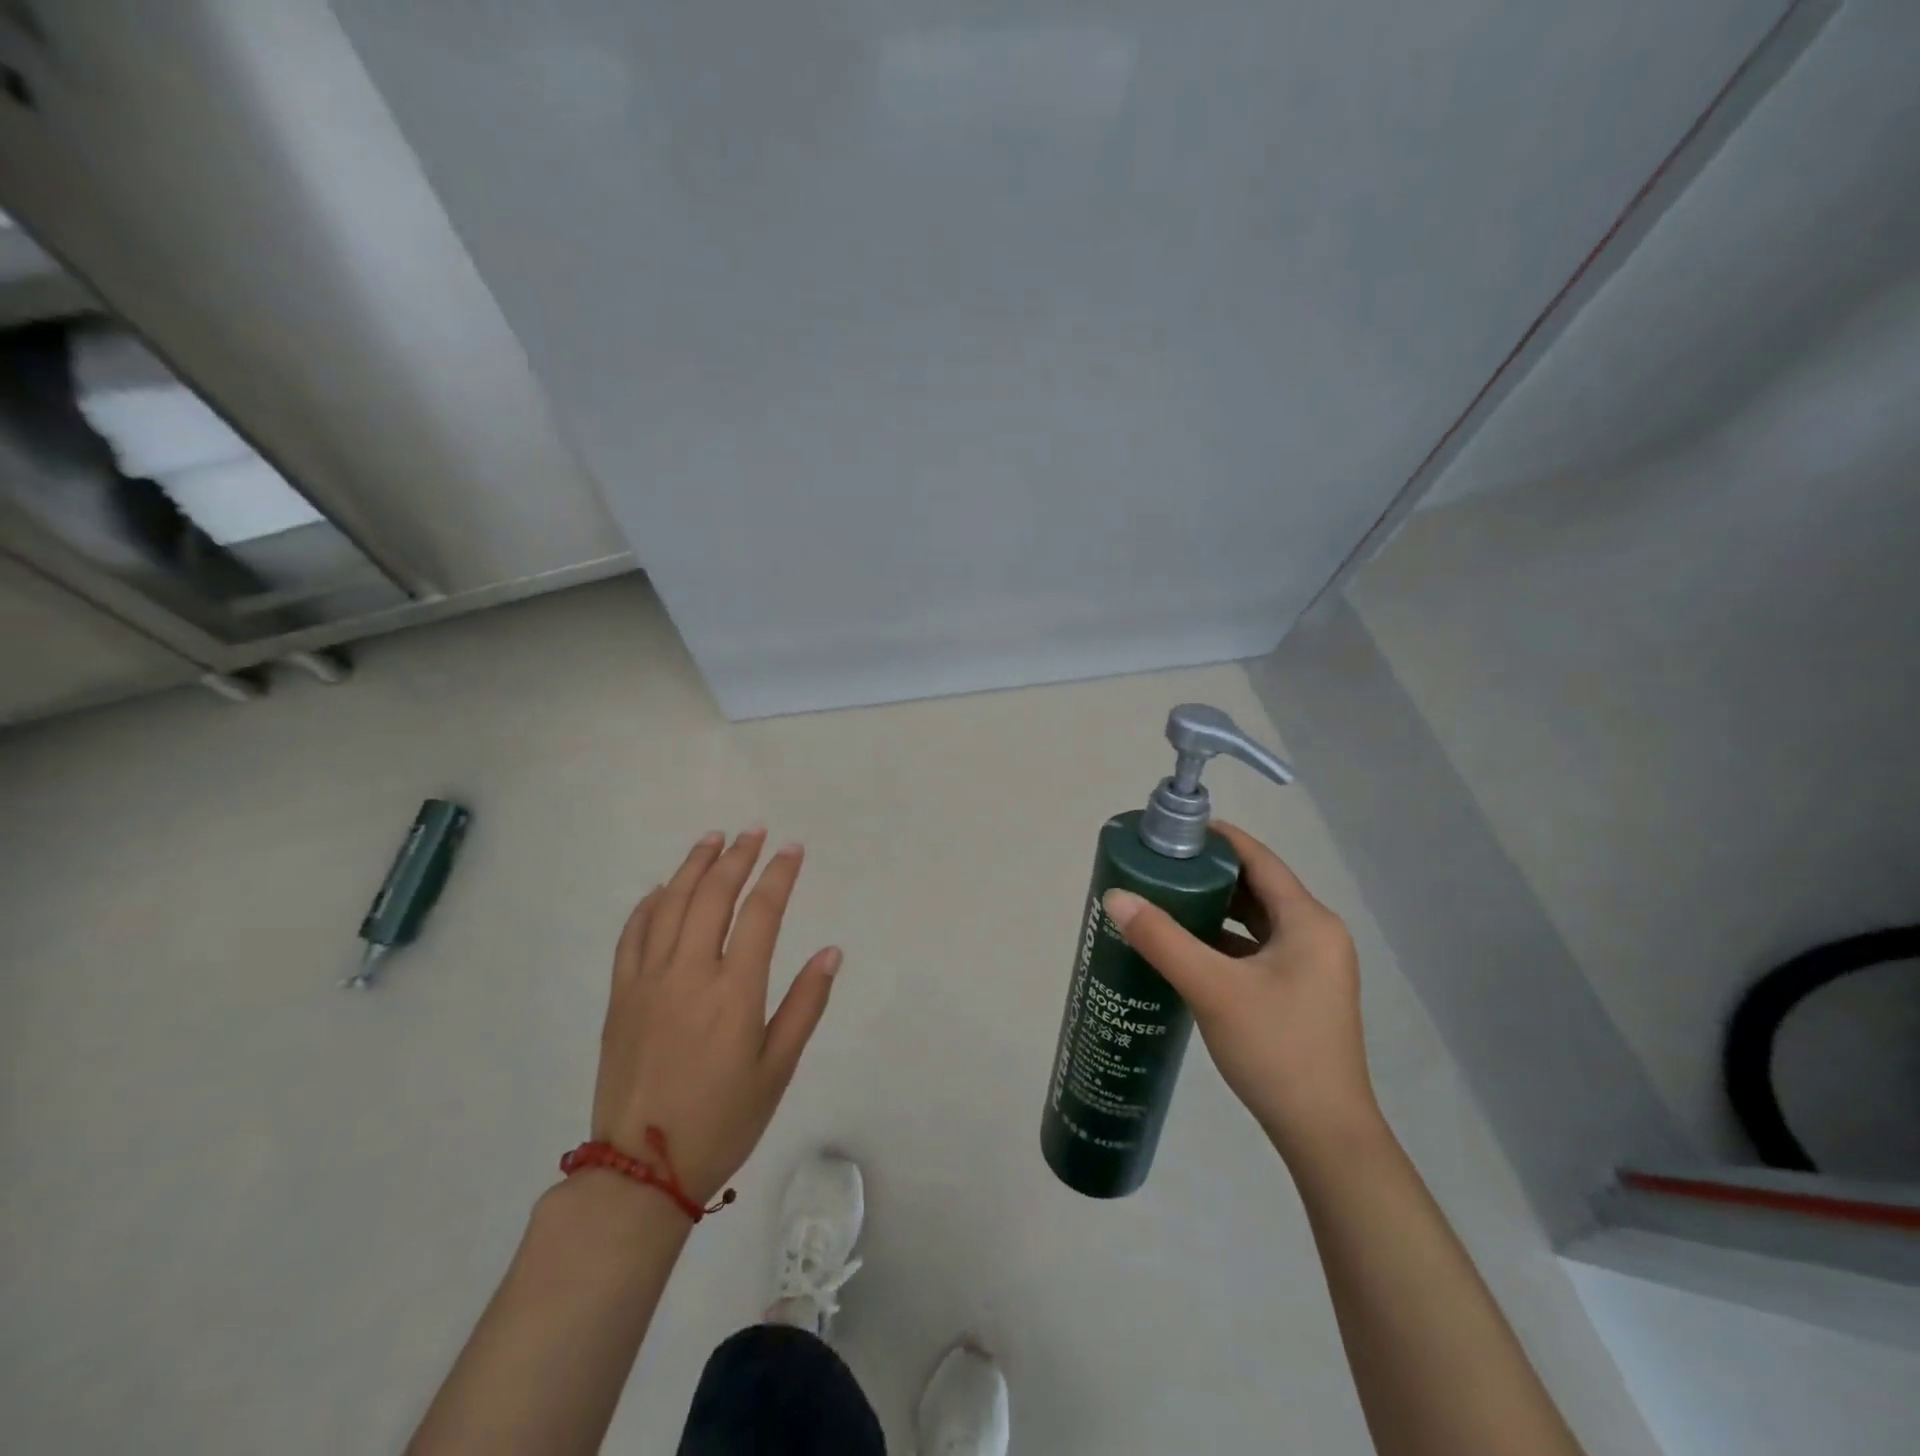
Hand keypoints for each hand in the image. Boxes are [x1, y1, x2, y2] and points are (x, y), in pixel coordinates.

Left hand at [591, 829, 840, 1203]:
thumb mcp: (777, 1070)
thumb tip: (831, 952)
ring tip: (712, 838)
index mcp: (735, 990)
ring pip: (671, 904)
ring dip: (694, 865)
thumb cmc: (722, 1121)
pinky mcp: (620, 995)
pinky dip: (649, 903)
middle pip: (714, 895)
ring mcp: (648, 980)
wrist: (639, 1171)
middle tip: (754, 831)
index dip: (780, 874)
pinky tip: (663, 888)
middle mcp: (689, 972)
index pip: (762, 912)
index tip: (793, 849)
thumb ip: (805, 1005)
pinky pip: (632, 935)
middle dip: (738, 856)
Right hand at [1103, 822, 1379, 1163]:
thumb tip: (1115, 896)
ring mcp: (1311, 966)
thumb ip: (1162, 938)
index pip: (1259, 859)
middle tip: (1161, 866)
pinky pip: (1258, 948)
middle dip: (1209, 873)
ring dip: (1216, 907)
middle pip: (1258, 887)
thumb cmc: (1276, 1049)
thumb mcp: (1212, 988)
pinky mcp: (1300, 991)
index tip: (1174, 831)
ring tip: (1166, 898)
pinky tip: (1189, 946)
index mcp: (1309, 922)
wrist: (1324, 1134)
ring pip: (1257, 920)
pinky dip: (1225, 939)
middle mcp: (1316, 935)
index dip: (1219, 839)